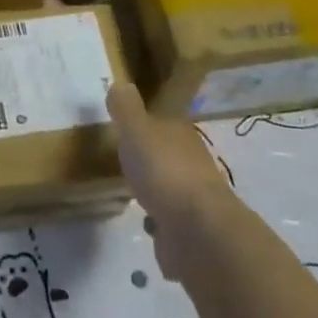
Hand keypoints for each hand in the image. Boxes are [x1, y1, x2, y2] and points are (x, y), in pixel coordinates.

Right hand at [105, 83, 235, 281]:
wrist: (196, 230)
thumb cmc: (164, 171)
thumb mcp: (137, 130)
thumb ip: (126, 109)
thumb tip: (120, 84)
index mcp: (181, 136)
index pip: (165, 124)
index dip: (148, 125)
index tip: (128, 131)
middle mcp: (193, 164)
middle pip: (170, 157)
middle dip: (153, 161)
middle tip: (127, 164)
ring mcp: (195, 201)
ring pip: (172, 191)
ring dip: (157, 194)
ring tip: (133, 197)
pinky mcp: (191, 234)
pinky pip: (172, 224)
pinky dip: (161, 226)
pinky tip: (147, 230)